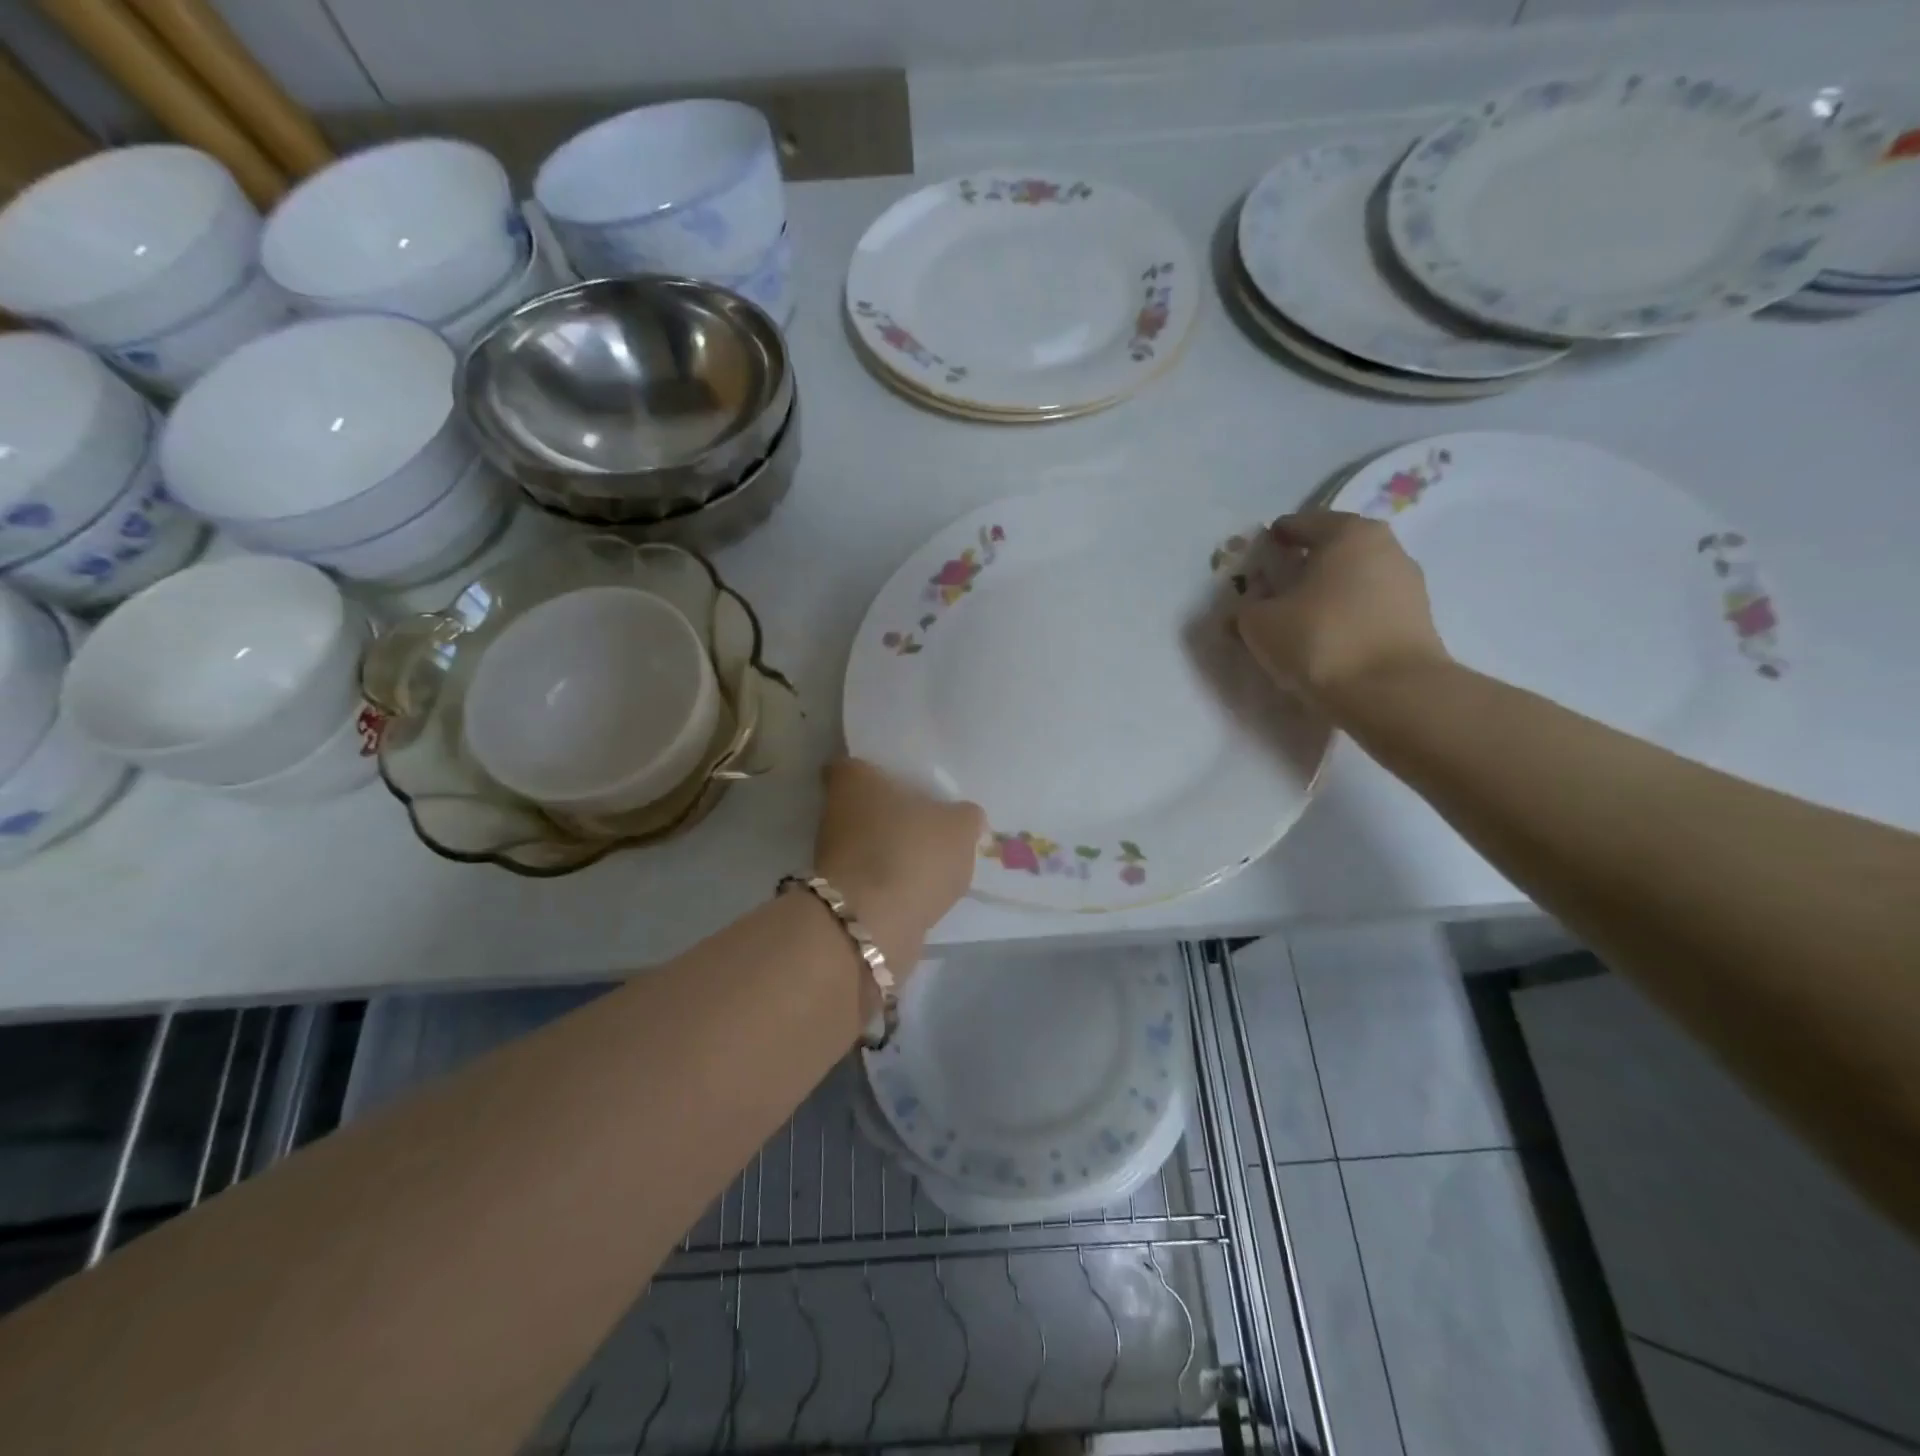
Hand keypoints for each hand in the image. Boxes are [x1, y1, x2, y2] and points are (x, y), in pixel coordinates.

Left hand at [814, 758, 984, 969]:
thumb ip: (965, 816)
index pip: (855, 763)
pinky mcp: (840, 894)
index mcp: (853, 779)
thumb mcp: (960, 826)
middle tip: (930, 820)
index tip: (905, 781)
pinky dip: (892, 881)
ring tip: (932, 858)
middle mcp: (833, 812)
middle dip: (891, 813)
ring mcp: (832, 856)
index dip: (878, 770)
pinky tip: (921, 888)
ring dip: (892, 849)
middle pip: (864, 805)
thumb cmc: (911, 854)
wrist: (873, 925)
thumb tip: (964, 818)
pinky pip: (872, 876)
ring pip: (868, 842)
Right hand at [1236, 511, 1448, 708]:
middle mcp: (1385, 547)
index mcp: (1347, 533)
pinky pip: (1370, 607)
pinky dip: (1348, 615)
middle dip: (1305, 565)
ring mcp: (1408, 583)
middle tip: (1278, 587)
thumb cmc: (1320, 640)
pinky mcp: (1417, 620)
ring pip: (1355, 579)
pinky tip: (1329, 637)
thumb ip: (1247, 608)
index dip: (1276, 538)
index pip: (1302, 523)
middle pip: (1334, 549)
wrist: (1391, 693)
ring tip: (1302, 618)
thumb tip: (1248, 608)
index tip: (1259, 555)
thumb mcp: (1260, 624)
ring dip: (1329, 592)